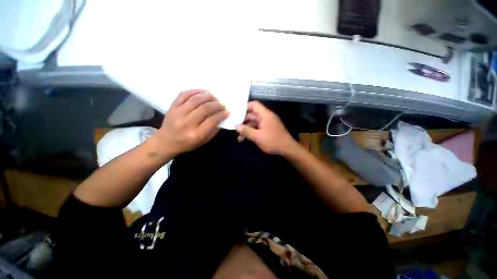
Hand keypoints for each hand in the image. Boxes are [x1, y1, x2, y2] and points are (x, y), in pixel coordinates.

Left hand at [152, 89, 228, 156]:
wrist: (166, 142)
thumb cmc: (187, 144)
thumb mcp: (203, 142)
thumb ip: (213, 131)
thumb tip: (221, 118)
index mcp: (196, 134)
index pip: (212, 120)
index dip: (221, 114)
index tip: (226, 112)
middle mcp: (187, 123)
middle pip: (205, 108)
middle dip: (216, 105)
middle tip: (222, 104)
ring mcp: (178, 113)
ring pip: (196, 100)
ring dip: (208, 96)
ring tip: (214, 97)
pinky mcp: (172, 107)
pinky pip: (183, 94)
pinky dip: (194, 91)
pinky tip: (202, 92)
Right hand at [236, 101, 296, 155]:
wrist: (288, 149)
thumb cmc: (273, 141)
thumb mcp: (257, 137)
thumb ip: (246, 131)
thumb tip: (237, 126)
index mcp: (265, 115)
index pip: (254, 105)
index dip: (244, 107)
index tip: (236, 114)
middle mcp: (266, 117)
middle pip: (252, 115)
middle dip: (243, 121)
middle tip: (235, 128)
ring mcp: (268, 123)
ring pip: (254, 123)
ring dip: (247, 129)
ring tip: (239, 137)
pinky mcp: (268, 130)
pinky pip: (258, 128)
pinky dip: (252, 132)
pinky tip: (246, 139)